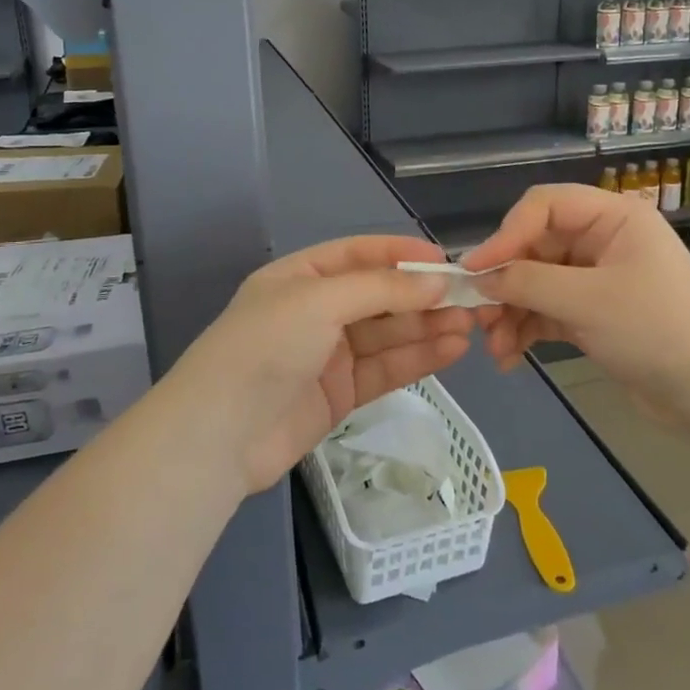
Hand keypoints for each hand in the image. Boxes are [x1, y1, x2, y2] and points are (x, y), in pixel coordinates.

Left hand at [164, 234, 473, 493]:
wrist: (220, 435)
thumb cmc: (265, 347)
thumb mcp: (319, 302)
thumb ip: (380, 290)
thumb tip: (435, 282)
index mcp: (300, 277)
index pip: (359, 255)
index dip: (401, 254)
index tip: (444, 261)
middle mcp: (315, 311)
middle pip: (379, 297)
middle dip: (421, 297)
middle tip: (469, 300)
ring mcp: (328, 355)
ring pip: (387, 334)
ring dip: (427, 328)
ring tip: (469, 326)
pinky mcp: (340, 394)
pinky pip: (385, 369)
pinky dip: (417, 359)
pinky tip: (451, 350)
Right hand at [465, 184, 689, 424]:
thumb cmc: (656, 329)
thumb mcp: (588, 301)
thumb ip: (528, 283)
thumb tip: (479, 279)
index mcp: (612, 217)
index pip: (544, 206)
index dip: (506, 234)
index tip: (476, 271)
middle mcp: (602, 240)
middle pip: (535, 247)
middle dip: (505, 283)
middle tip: (478, 317)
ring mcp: (597, 278)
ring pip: (537, 283)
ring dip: (511, 313)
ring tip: (494, 348)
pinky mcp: (594, 314)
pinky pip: (548, 311)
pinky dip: (527, 330)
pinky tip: (509, 358)